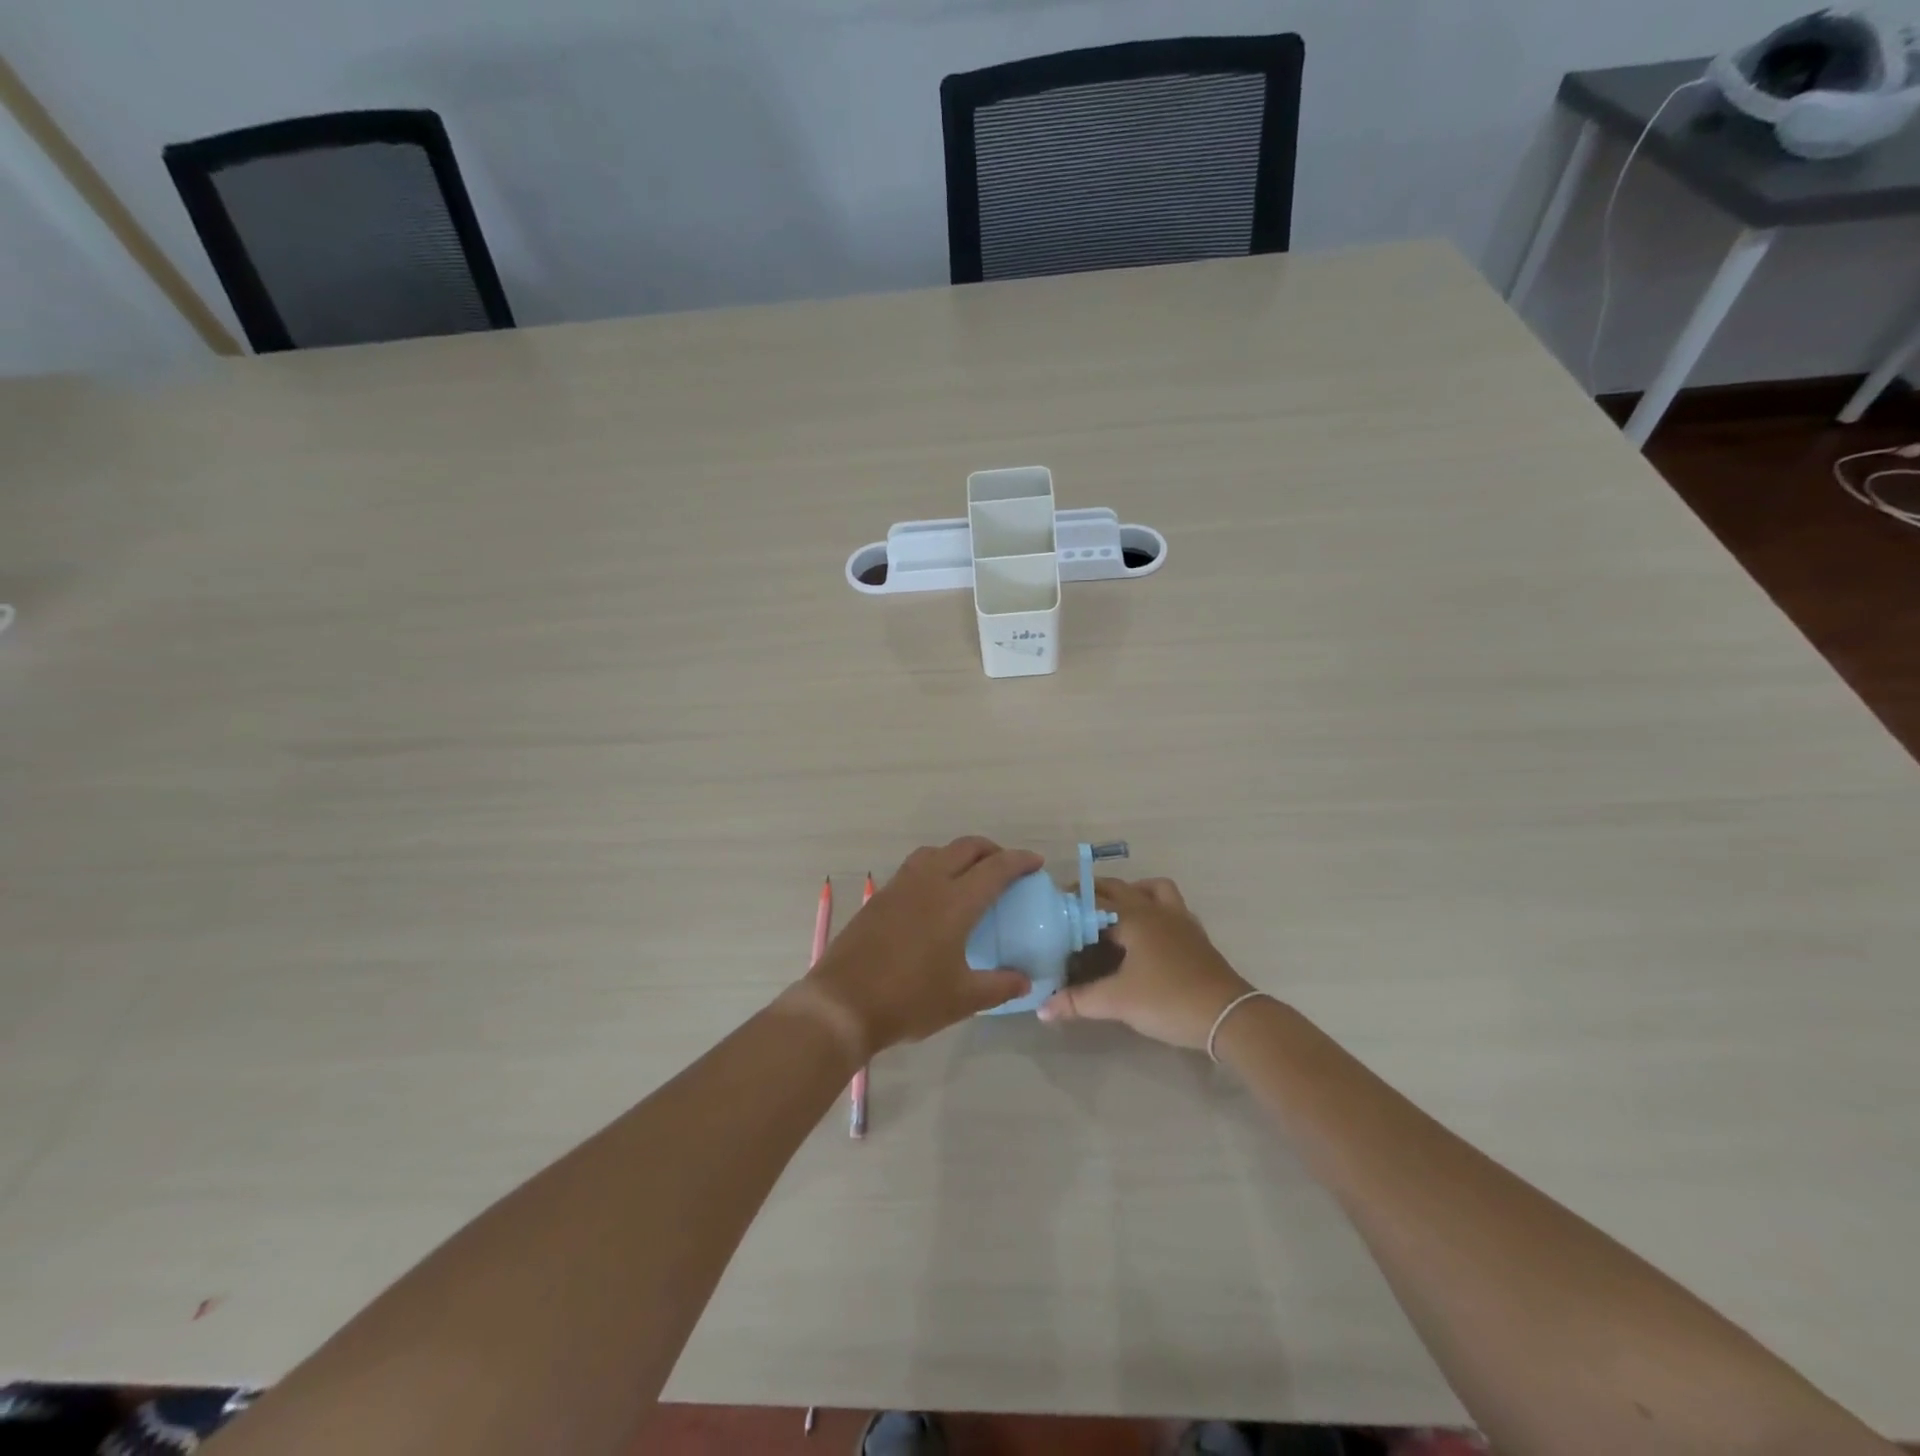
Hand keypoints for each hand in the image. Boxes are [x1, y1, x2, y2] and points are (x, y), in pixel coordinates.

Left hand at [801, 837, 1040, 1055]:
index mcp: (954, 902)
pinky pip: (914, 868)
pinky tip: (934, 896)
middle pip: (965, 847)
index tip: (1036, 863)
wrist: (842, 1004)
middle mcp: (928, 883)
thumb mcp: (962, 999)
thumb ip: (999, 986)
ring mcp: (899, 887)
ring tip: (969, 876)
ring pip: (935, 852)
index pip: (995, 868)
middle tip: (1006, 868)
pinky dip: (934, 867)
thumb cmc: (909, 1000)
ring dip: (959, 854)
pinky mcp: (879, 898)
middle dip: (991, 850)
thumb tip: (1025, 981)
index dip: (1019, 861)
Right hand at [1037, 876, 1254, 1050]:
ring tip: (1116, 914)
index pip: (1095, 900)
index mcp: (1134, 917)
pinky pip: (1171, 908)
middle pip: (1122, 888)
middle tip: (1075, 910)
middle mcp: (1156, 910)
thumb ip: (1077, 1001)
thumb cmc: (1168, 1000)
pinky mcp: (1196, 937)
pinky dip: (1155, 910)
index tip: (1052, 910)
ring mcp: (1181, 921)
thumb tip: (1042, 1008)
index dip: (1072, 903)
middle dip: (1097, 893)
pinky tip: (1147, 935)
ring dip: (1133, 893)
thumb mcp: (1117, 1002)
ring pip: (1154, 890)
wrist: (1229, 1017)